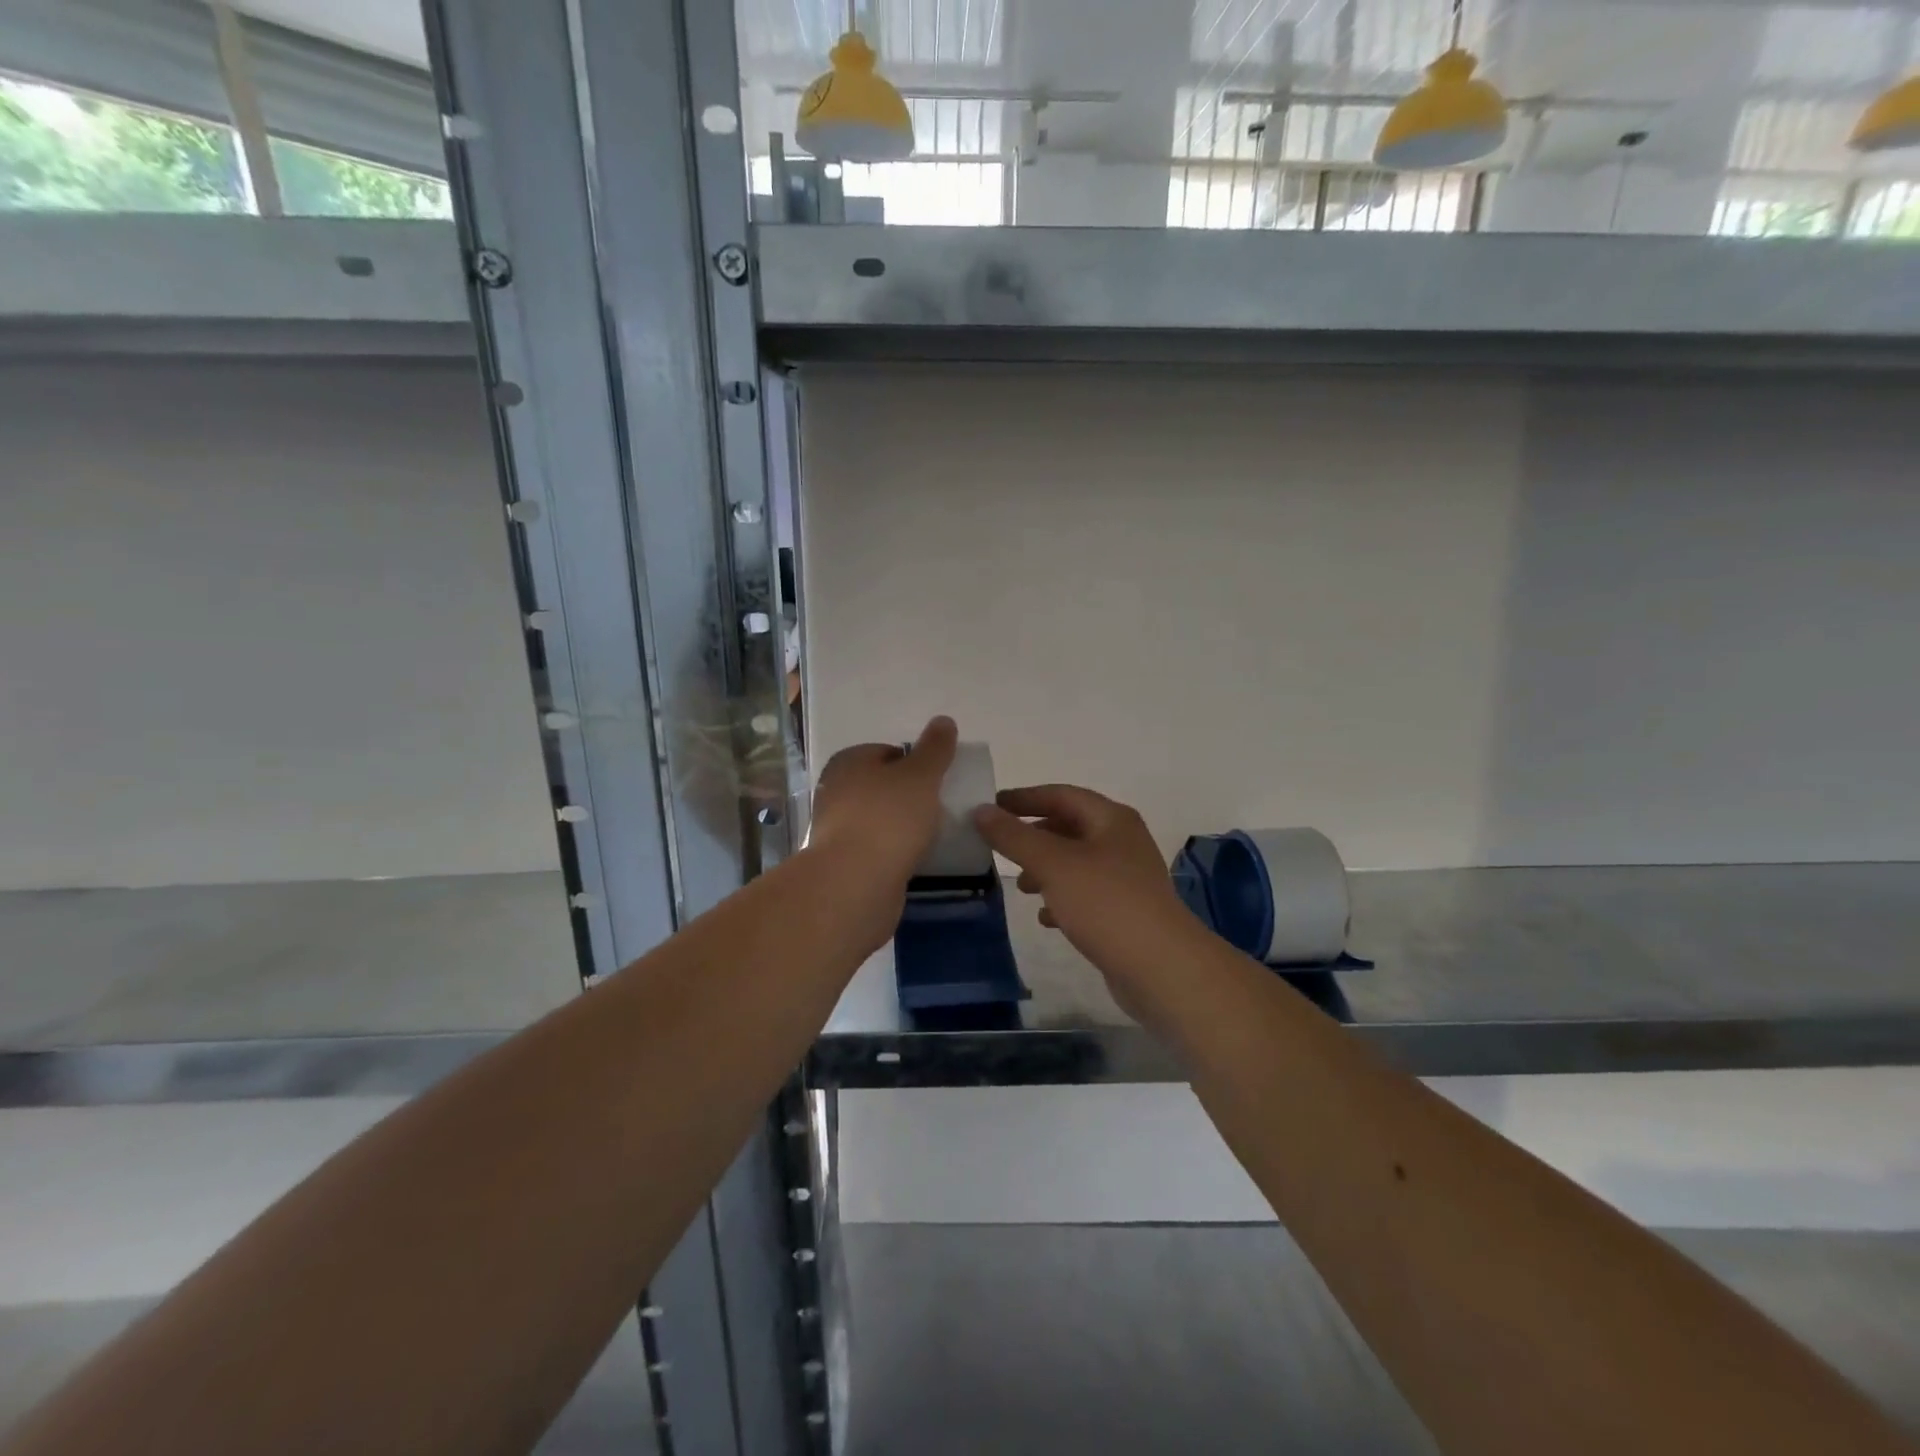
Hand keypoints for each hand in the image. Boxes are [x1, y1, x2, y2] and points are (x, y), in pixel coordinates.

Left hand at [809, 716, 957, 883]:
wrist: (855, 884)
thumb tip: (944, 720)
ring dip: (903, 826)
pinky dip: (895, 851)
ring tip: (932, 835)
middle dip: (909, 796)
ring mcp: (836, 829)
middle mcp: (835, 791)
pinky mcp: (843, 863)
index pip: (887, 751)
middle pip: (882, 786)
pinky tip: (915, 859)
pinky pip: (877, 849)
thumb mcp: (921, 775)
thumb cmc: (888, 819)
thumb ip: (935, 749)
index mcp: (848, 762)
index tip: (938, 781)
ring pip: (879, 819)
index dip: (916, 763)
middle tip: (938, 807)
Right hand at [973, 785, 1199, 1000]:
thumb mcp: (1052, 864)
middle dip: (1034, 836)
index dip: (1025, 798)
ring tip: (1021, 887)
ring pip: (1077, 863)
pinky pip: (1087, 894)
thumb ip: (1014, 836)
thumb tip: (981, 811)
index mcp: (1111, 819)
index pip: (1061, 794)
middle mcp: (1123, 841)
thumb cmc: (1105, 903)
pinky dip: (1062, 898)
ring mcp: (1127, 878)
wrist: (1161, 968)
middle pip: (1070, 827)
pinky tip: (1046, 917)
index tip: (991, 806)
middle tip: (1001, 847)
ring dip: (1046, 869)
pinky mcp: (1126, 912)